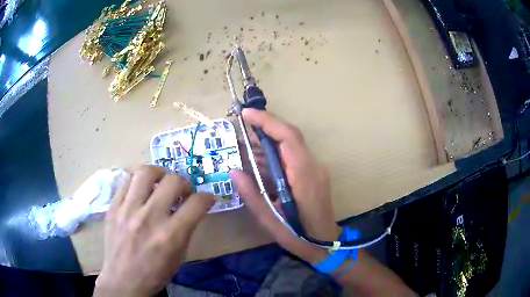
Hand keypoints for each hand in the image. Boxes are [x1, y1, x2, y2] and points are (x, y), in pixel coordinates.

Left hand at [94, 166, 213, 296]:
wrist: (124, 280)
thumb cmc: (155, 273)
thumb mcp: (179, 255)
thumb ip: (186, 228)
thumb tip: (191, 206)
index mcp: (171, 235)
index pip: (196, 203)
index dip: (207, 197)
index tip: (206, 198)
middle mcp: (149, 218)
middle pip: (172, 181)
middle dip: (184, 183)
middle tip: (181, 191)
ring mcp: (127, 210)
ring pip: (145, 172)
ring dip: (158, 174)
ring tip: (159, 182)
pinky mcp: (113, 207)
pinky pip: (126, 181)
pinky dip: (137, 182)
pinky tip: (140, 191)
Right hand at [231, 109, 339, 263]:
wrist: (326, 245)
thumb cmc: (299, 236)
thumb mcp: (271, 220)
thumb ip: (252, 195)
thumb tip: (234, 171)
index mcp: (304, 175)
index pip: (288, 137)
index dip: (267, 121)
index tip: (246, 114)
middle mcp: (313, 167)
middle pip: (290, 136)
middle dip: (265, 126)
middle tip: (241, 126)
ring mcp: (316, 170)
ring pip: (291, 146)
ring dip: (269, 141)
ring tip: (244, 143)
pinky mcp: (313, 175)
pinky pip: (293, 157)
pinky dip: (275, 154)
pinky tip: (258, 161)